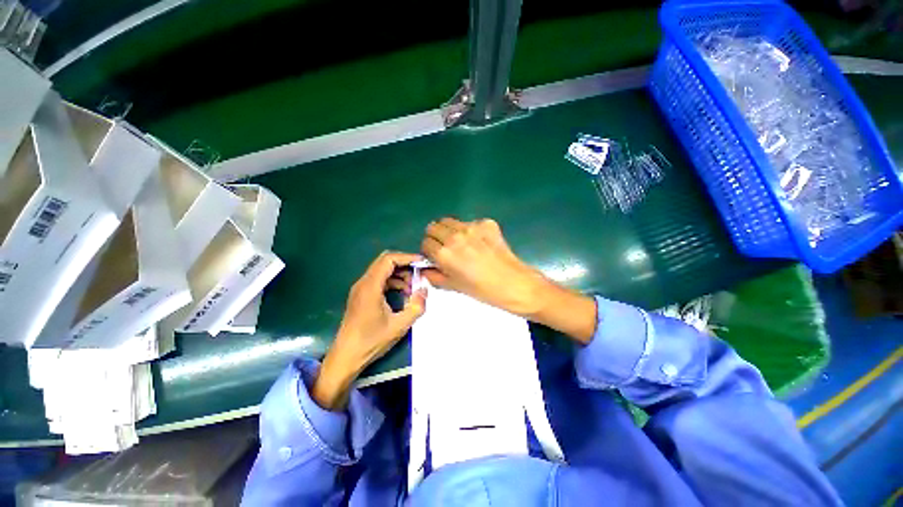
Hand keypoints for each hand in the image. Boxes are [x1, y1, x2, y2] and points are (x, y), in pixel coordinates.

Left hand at [313, 251, 426, 409]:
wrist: (346, 357)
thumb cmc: (371, 341)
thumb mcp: (399, 326)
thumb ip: (416, 306)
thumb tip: (424, 290)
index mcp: (371, 286)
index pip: (389, 260)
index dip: (407, 257)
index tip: (422, 263)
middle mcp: (363, 283)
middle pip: (385, 262)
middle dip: (405, 265)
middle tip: (419, 274)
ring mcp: (360, 289)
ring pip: (382, 271)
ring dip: (399, 274)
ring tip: (413, 288)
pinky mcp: (361, 295)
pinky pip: (379, 280)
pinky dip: (393, 282)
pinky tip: (403, 294)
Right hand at [421, 217, 596, 342]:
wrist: (515, 283)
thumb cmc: (483, 290)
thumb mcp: (454, 287)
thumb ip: (434, 276)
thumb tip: (425, 269)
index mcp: (444, 254)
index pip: (425, 243)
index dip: (429, 251)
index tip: (435, 256)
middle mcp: (455, 237)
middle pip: (434, 226)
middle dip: (436, 237)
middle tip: (446, 248)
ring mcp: (472, 227)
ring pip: (450, 221)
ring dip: (450, 231)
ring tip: (461, 243)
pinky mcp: (486, 223)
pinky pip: (470, 223)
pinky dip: (470, 231)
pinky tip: (480, 243)